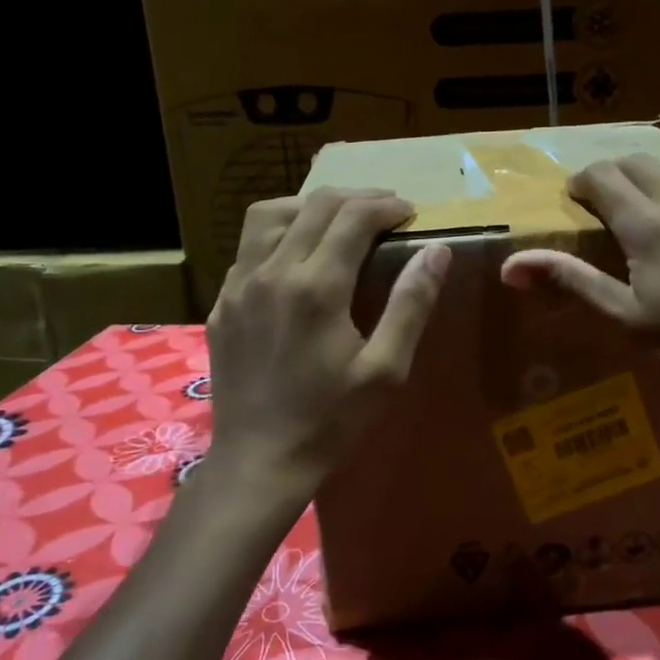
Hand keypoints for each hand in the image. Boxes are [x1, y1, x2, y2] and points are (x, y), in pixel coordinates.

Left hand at [203, 189, 449, 513]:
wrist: (259, 462)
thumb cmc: (331, 421)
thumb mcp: (386, 370)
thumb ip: (411, 303)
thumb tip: (436, 250)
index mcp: (317, 286)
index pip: (353, 217)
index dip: (387, 206)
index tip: (410, 213)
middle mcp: (272, 272)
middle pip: (314, 205)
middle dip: (356, 197)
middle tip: (385, 209)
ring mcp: (239, 285)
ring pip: (269, 214)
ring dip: (309, 205)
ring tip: (337, 220)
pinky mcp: (222, 304)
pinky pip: (248, 248)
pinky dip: (278, 235)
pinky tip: (296, 258)